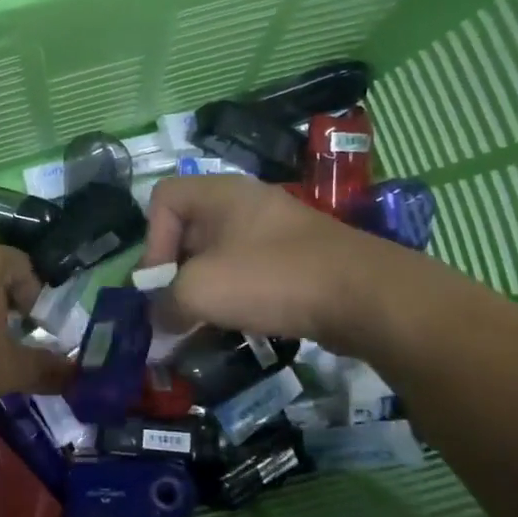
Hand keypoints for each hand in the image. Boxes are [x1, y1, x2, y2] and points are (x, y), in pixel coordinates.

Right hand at [142, 176, 401, 352]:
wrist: (366, 297)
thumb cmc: (271, 278)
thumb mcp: (200, 290)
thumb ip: (164, 303)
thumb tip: (158, 321)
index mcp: (219, 193)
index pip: (162, 200)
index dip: (151, 240)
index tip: (162, 280)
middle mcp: (245, 202)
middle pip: (189, 230)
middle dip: (176, 272)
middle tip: (176, 309)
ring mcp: (275, 230)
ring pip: (219, 255)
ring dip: (205, 289)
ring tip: (204, 323)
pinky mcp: (297, 259)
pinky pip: (250, 271)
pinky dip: (237, 296)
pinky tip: (240, 323)